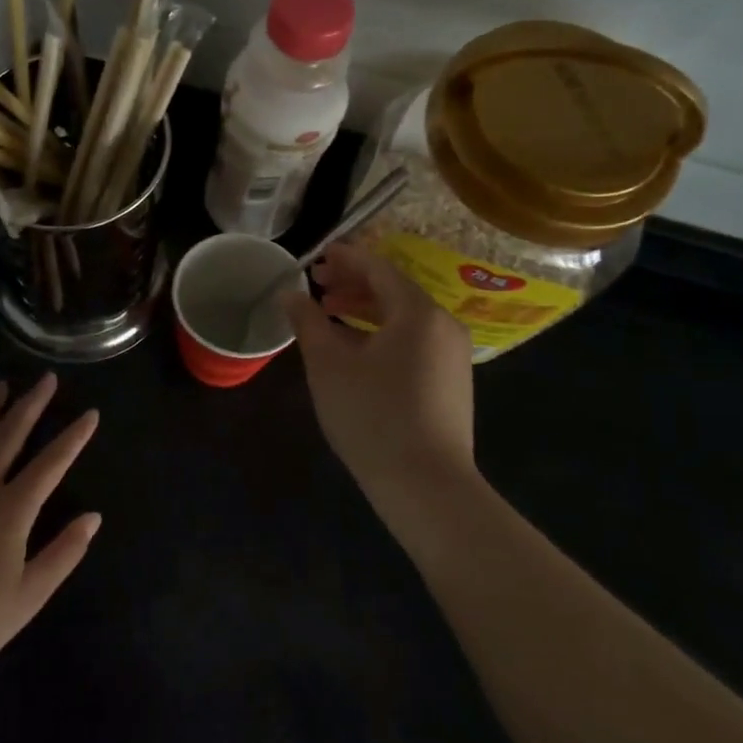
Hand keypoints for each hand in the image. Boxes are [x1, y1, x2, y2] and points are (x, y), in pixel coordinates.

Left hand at [0, 374, 100, 680]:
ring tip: (0, 386)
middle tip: (46, 379)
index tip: (91, 414)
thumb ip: (64, 552)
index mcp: (11, 509)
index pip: (51, 464)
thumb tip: (93, 517)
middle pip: (8, 436)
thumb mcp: (32, 594)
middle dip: (31, 405)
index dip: (73, 437)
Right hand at [283, 242, 476, 498]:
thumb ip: (308, 321)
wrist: (427, 486)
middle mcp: (443, 325)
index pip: (379, 269)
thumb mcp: (328, 365)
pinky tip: (357, 349)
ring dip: (366, 309)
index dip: (346, 258)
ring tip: (330, 314)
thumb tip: (290, 294)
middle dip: (354, 284)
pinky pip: (414, 340)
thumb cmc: (372, 416)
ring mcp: (452, 355)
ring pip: (404, 317)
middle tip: (317, 285)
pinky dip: (383, 333)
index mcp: (418, 312)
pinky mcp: (452, 381)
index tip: (317, 256)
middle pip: (394, 290)